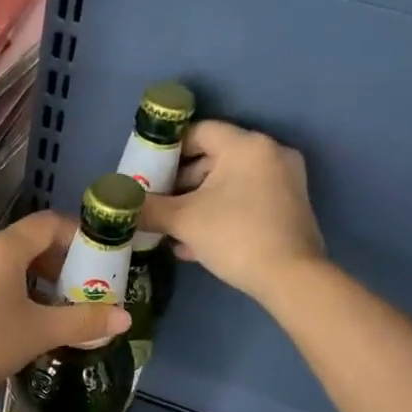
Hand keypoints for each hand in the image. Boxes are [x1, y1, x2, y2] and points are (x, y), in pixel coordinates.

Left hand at [0, 211, 130, 386]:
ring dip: (26, 278)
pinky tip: (7, 318)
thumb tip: (125, 319)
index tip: (94, 259)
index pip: (48, 225)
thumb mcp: (38, 333)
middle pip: (23, 243)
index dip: (76, 237)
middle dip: (53, 264)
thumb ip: (82, 322)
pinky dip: (1, 287)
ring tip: (43, 309)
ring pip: (0, 262)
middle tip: (72, 291)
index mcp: (3, 247)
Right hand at [142, 120, 325, 300]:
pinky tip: (195, 243)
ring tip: (170, 230)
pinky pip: (244, 200)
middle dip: (179, 184)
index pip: (198, 132)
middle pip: (212, 158)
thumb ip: (148, 208)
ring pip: (227, 184)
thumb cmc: (235, 237)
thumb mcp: (183, 221)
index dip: (167, 150)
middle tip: (156, 206)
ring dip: (195, 204)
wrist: (290, 279)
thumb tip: (120, 204)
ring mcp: (284, 181)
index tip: (146, 173)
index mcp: (247, 146)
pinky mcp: (287, 207)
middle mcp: (270, 154)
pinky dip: (219, 214)